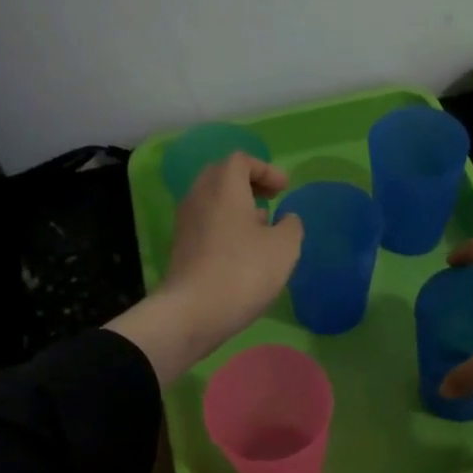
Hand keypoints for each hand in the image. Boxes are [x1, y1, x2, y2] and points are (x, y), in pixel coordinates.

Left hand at [106, 153, 302, 384]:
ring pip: (212, 200)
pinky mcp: (181, 247)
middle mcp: (199, 196)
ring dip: (237, 206)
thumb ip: (291, 226)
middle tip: (271, 199)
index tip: (284, 189)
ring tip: (261, 226)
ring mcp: (186, 222)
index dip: (266, 169)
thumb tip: (286, 219)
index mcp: (224, 186)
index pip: (241, 160)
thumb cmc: (244, 271)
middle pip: (222, 176)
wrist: (193, 312)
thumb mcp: (285, 247)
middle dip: (248, 183)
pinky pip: (206, 223)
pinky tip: (243, 250)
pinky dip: (225, 225)